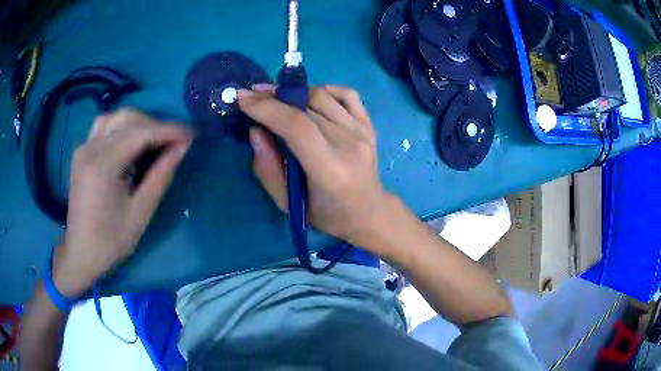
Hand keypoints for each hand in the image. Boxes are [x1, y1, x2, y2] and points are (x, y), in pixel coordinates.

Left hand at [53, 109, 191, 296]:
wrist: (81, 253)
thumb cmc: (111, 241)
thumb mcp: (140, 213)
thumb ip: (161, 176)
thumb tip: (182, 147)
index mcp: (103, 165)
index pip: (141, 133)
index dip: (168, 130)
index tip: (191, 134)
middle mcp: (91, 148)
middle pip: (128, 118)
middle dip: (155, 126)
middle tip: (173, 143)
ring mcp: (83, 148)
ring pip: (115, 117)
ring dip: (138, 123)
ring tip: (152, 141)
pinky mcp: (81, 152)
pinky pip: (102, 126)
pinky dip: (120, 127)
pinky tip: (127, 142)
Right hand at [239, 85, 394, 250]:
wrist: (368, 211)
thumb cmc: (326, 214)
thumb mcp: (288, 203)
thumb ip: (267, 169)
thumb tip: (256, 130)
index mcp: (330, 170)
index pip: (296, 126)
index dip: (267, 108)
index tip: (243, 100)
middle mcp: (350, 144)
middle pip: (307, 107)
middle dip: (272, 97)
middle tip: (250, 94)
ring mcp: (362, 132)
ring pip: (322, 96)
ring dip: (292, 91)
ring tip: (271, 94)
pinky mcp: (368, 125)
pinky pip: (346, 94)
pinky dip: (323, 90)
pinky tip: (308, 97)